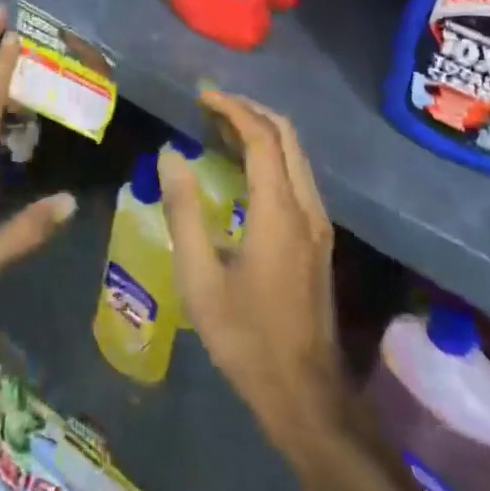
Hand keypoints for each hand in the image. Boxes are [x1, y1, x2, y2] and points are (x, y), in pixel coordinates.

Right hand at [161, 91, 342, 454]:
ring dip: (262, 132)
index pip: (261, 137)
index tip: (202, 95)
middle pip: (286, 136)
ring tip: (219, 129)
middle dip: (249, 111)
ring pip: (296, 155)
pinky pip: (297, 176)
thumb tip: (170, 155)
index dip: (232, 109)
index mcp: (279, 211)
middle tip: (210, 105)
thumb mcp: (200, 278)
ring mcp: (318, 224)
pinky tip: (242, 169)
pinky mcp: (319, 239)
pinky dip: (271, 156)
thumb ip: (184, 211)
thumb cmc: (246, 338)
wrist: (305, 395)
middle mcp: (307, 207)